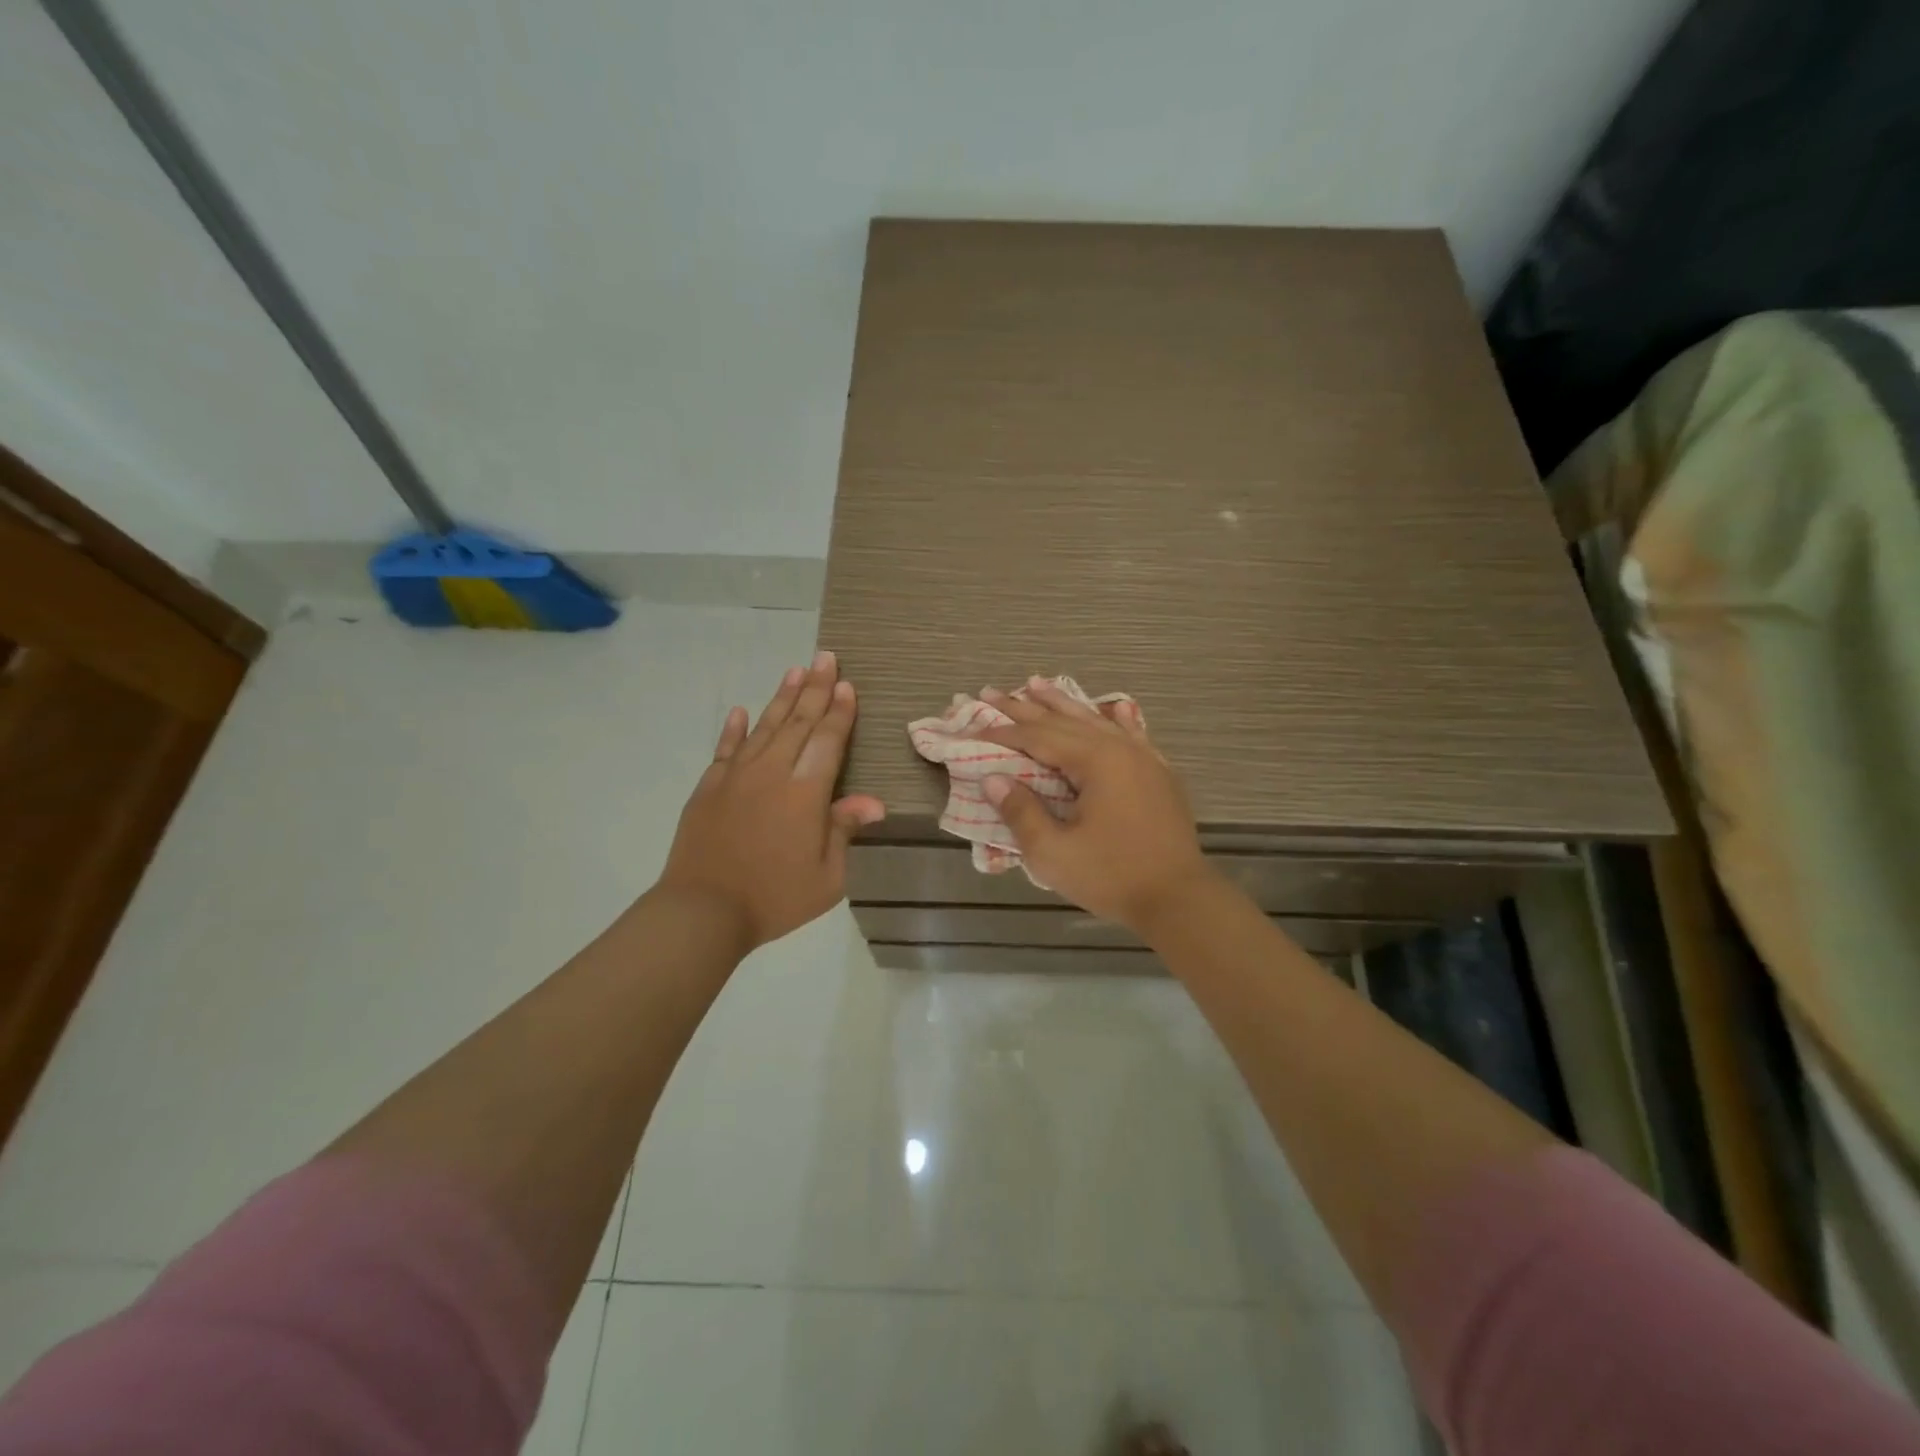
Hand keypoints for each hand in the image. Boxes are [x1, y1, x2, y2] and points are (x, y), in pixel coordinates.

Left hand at [657, 651, 884, 952]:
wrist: (703, 911)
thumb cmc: (775, 898)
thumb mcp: (827, 876)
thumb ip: (845, 831)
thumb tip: (874, 801)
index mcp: (805, 792)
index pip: (827, 740)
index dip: (839, 712)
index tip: (846, 685)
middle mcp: (772, 773)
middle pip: (798, 722)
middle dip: (815, 688)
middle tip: (825, 657)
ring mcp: (737, 777)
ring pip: (765, 727)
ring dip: (782, 698)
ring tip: (795, 670)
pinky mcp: (709, 788)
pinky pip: (725, 750)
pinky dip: (734, 729)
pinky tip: (741, 711)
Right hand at [978, 679, 1214, 937]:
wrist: (1179, 898)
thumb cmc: (1112, 876)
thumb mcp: (1053, 853)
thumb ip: (1021, 812)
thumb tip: (993, 779)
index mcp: (1094, 761)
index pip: (1038, 737)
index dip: (1004, 732)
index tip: (974, 728)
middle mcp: (1120, 748)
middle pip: (1064, 720)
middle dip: (1024, 707)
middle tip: (991, 691)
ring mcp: (1144, 758)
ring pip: (1096, 721)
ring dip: (1063, 703)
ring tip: (1036, 683)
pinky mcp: (1159, 774)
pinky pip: (1131, 734)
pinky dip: (1115, 719)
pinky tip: (1115, 707)